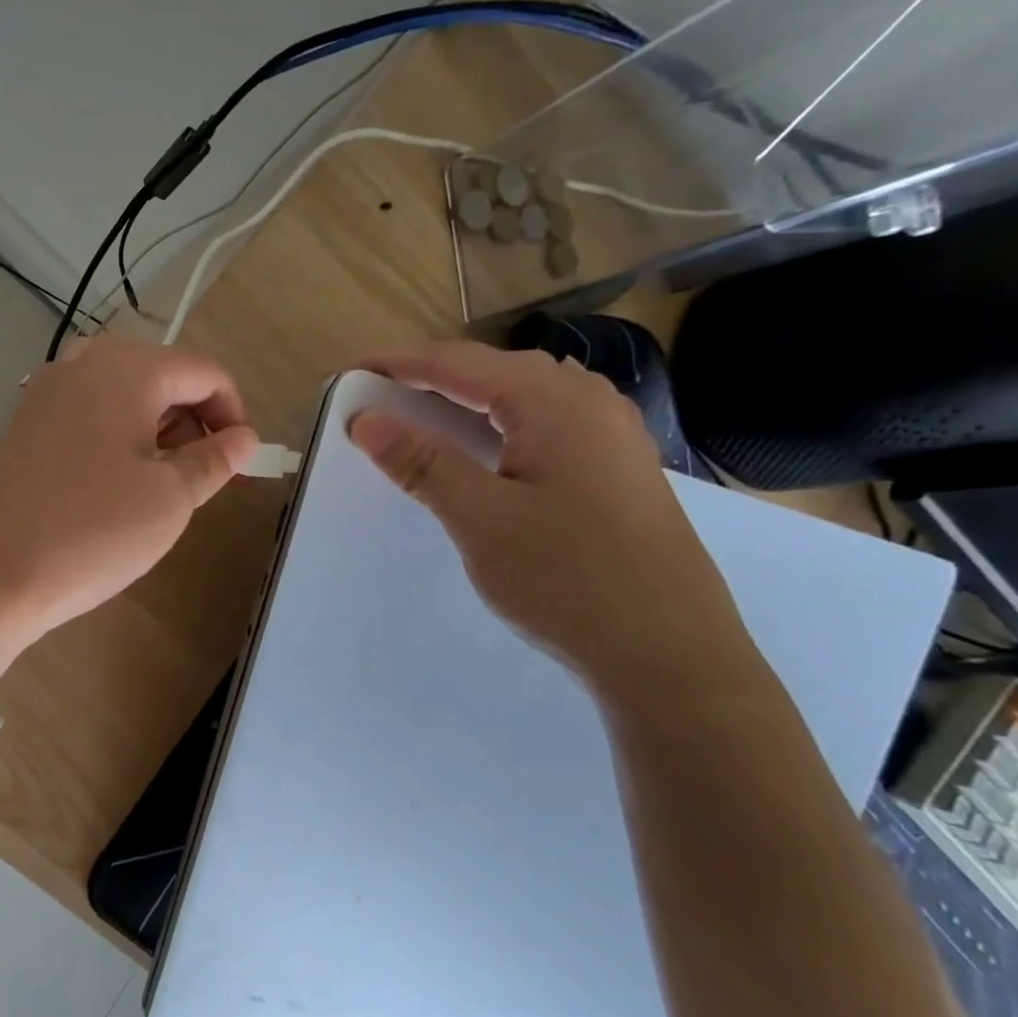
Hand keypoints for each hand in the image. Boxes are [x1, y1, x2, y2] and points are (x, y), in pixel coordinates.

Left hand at [0, 338, 259, 684]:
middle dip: (193, 423)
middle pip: (162, 377)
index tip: (240, 461)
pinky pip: (91, 413)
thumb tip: (244, 438)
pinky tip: (117, 484)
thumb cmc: (95, 530)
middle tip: (201, 480)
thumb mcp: (171, 498)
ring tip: (160, 487)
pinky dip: (119, 437)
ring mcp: (48, 390)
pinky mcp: (28, 421)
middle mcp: (83, 362)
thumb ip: (215, 459)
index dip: (233, 414)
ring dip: (157, 432)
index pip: (204, 372)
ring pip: (126, 396)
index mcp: (126, 368)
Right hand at [348, 341, 751, 696]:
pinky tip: (481, 450)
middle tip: (376, 397)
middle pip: (493, 370)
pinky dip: (496, 425)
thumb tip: (366, 420)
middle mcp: (589, 403)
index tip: (349, 373)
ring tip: (417, 417)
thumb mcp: (481, 519)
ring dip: (464, 400)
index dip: (399, 363)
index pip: (460, 363)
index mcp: (556, 403)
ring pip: (522, 396)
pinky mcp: (615, 468)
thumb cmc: (568, 579)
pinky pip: (543, 424)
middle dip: (429, 377)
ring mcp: (610, 435)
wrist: (669, 653)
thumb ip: (423, 462)